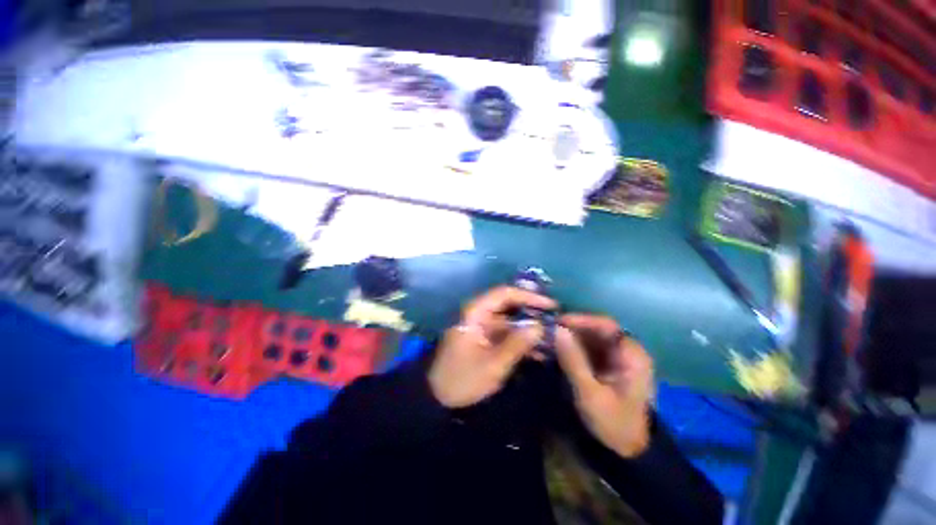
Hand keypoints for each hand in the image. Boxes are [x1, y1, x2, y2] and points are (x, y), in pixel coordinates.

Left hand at [428, 286, 555, 407]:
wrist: (437, 398)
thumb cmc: (462, 379)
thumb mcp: (493, 364)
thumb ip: (517, 343)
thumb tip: (540, 326)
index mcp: (475, 312)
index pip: (505, 294)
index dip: (529, 296)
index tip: (551, 305)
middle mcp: (479, 314)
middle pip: (509, 306)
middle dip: (532, 313)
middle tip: (556, 320)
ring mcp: (481, 326)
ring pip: (510, 321)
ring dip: (529, 329)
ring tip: (553, 339)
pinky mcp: (484, 339)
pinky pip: (506, 334)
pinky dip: (521, 341)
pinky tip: (540, 352)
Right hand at [555, 314, 654, 457]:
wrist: (628, 451)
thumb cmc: (614, 424)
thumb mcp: (590, 394)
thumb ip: (573, 360)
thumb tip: (556, 330)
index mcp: (632, 355)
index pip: (606, 325)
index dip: (580, 319)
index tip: (556, 322)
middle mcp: (626, 350)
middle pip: (596, 329)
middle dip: (571, 328)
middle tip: (546, 330)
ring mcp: (616, 357)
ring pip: (589, 337)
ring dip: (569, 337)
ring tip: (547, 339)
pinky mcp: (606, 364)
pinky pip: (587, 348)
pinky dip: (571, 347)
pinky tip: (556, 349)